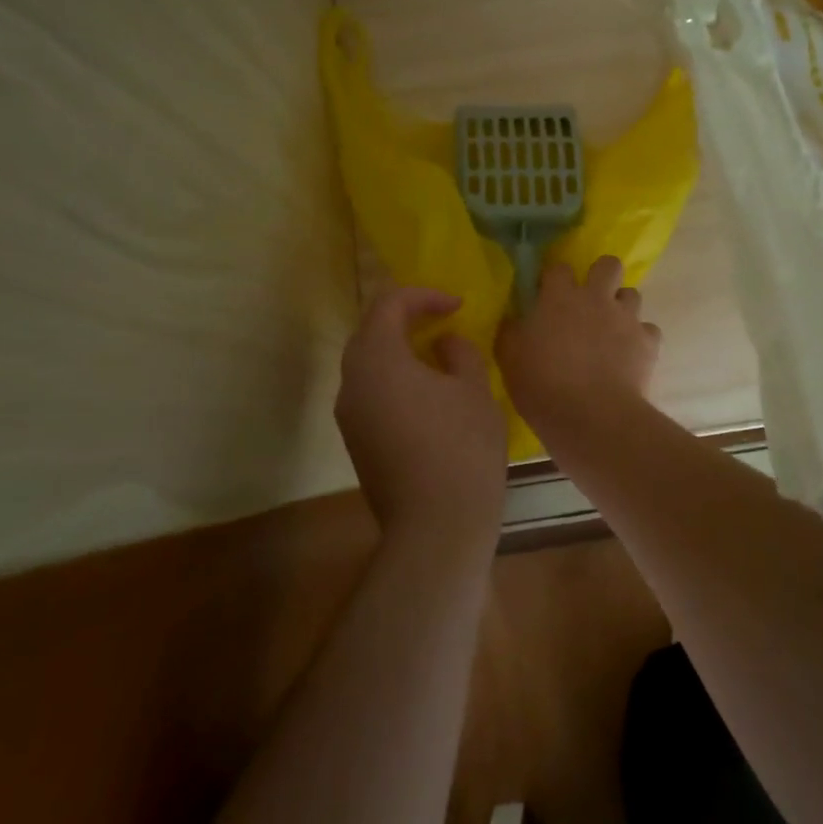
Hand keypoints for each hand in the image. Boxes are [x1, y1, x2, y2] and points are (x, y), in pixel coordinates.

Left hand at [336, 287, 507, 549]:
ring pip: (369, 365)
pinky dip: (395, 379)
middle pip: (370, 332)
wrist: (436, 527)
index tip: (458, 306)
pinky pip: (371, 393)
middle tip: (443, 322)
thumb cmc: (461, 447)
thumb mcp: (473, 389)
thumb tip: (444, 342)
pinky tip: (427, 394)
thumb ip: (459, 352)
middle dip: (406, 319)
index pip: (388, 304)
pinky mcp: (356, 442)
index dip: (424, 296)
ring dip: (399, 350)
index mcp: (377, 359)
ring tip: (438, 356)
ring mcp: (349, 415)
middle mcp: (352, 382)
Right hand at [496, 256, 660, 436]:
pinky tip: (630, 356)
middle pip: (608, 265)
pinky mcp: (648, 342)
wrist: (592, 417)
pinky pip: (648, 330)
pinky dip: (640, 339)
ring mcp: (626, 318)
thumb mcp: (509, 358)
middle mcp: (596, 298)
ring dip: (621, 307)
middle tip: (590, 301)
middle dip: (601, 275)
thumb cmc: (543, 385)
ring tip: (611, 330)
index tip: (547, 296)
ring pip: (632, 295)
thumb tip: (514, 318)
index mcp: (560, 297)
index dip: (554, 279)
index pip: (558, 268)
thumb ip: (511, 331)